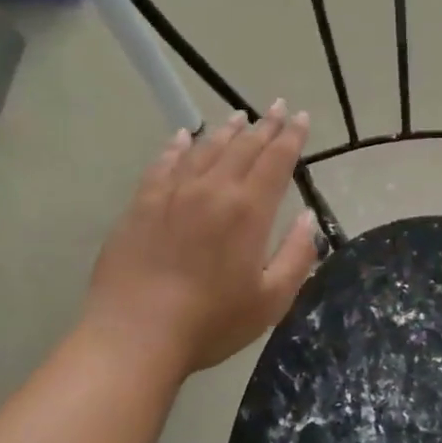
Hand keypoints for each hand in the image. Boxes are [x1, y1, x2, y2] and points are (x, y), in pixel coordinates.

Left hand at [81, 103, 317, 374]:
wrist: (135, 336)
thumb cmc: (211, 322)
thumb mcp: (271, 299)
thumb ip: (297, 255)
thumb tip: (307, 218)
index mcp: (248, 211)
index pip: (277, 161)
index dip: (291, 137)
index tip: (300, 116)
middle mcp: (212, 191)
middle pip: (243, 147)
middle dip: (264, 125)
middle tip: (276, 106)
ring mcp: (172, 194)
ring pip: (205, 150)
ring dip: (226, 130)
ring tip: (239, 116)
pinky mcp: (141, 205)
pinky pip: (163, 164)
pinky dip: (176, 147)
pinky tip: (183, 137)